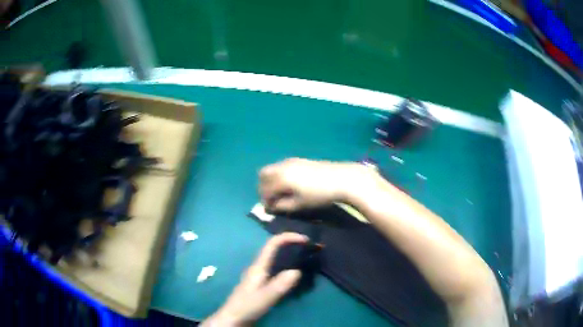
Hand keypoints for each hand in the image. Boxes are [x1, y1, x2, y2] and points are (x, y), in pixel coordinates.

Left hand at [202, 233, 307, 326]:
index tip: (306, 239)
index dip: (288, 237)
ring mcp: (259, 275)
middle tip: (310, 248)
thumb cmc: (247, 306)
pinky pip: (277, 268)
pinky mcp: (262, 283)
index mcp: (258, 266)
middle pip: (275, 248)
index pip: (272, 243)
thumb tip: (297, 271)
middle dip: (292, 244)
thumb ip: (280, 285)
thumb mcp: (265, 297)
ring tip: (306, 258)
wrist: (233, 318)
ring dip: (290, 254)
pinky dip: (287, 265)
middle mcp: (259, 267)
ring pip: (276, 258)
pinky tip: (295, 274)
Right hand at [259, 158, 377, 211]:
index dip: (265, 202)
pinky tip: (290, 184)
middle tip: (272, 199)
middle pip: (263, 175)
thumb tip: (271, 207)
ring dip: (271, 181)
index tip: (270, 210)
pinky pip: (281, 166)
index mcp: (281, 178)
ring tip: (281, 193)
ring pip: (272, 169)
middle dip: (264, 187)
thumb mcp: (299, 205)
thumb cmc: (319, 195)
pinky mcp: (299, 160)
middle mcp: (282, 166)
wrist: (341, 179)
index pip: (264, 190)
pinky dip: (279, 175)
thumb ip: (282, 206)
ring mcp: (291, 161)